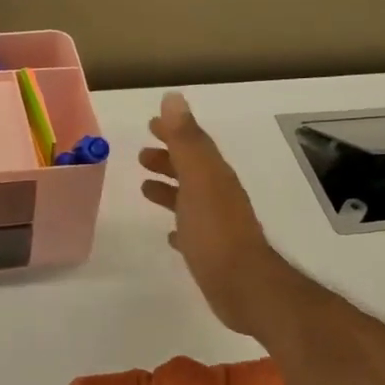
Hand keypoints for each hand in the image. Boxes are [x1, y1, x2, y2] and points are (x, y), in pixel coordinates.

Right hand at [139, 92, 290, 337]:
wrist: (243, 285)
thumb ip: (186, 140)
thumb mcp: (199, 179)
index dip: (173, 133)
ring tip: (144, 188)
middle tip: (141, 155)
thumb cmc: (216, 231)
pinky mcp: (213, 253)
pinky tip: (171, 235)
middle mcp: (219, 196)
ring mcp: (217, 226)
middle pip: (192, 171)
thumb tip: (173, 98)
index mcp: (215, 176)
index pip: (193, 145)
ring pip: (191, 199)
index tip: (150, 125)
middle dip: (169, 160)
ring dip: (170, 190)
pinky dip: (180, 226)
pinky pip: (193, 231)